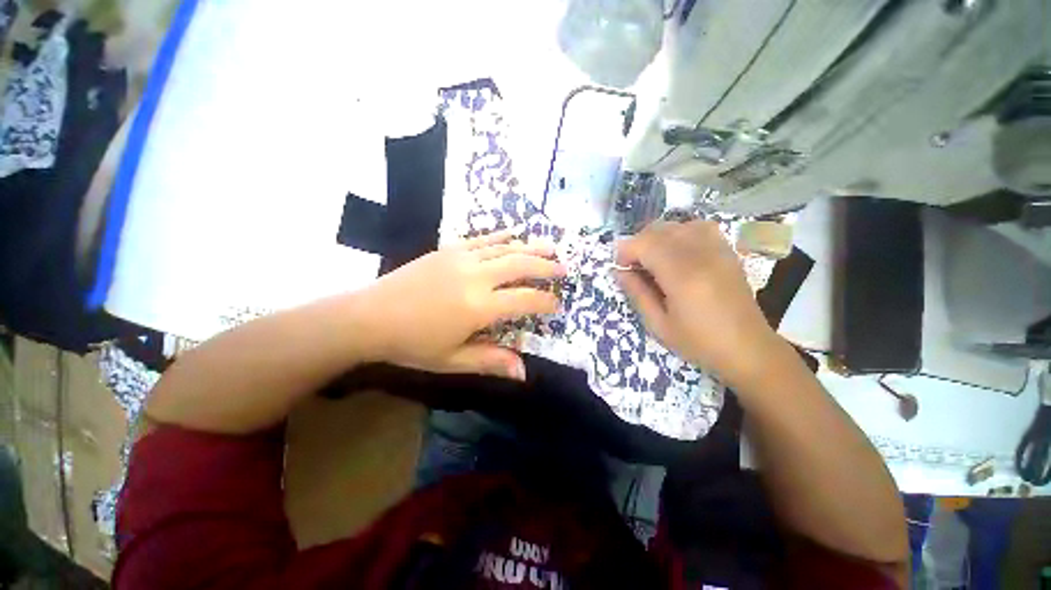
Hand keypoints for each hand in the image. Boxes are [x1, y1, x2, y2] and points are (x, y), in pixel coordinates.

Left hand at [357, 228, 564, 379]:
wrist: (369, 315)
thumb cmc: (412, 343)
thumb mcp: (452, 360)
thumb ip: (490, 361)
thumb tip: (523, 373)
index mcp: (478, 307)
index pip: (524, 300)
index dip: (545, 301)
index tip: (557, 304)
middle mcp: (476, 276)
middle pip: (521, 264)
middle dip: (546, 266)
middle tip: (564, 269)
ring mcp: (462, 258)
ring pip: (506, 247)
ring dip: (532, 247)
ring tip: (551, 247)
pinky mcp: (449, 249)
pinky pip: (484, 239)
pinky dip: (503, 236)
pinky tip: (516, 233)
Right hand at [615, 220, 780, 384]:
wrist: (748, 349)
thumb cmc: (699, 343)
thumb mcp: (658, 325)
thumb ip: (636, 293)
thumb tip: (618, 271)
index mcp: (682, 277)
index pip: (646, 244)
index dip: (626, 250)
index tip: (619, 266)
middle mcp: (701, 255)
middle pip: (660, 230)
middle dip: (638, 243)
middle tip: (633, 266)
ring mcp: (718, 250)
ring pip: (678, 225)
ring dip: (658, 237)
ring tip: (653, 258)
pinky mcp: (727, 251)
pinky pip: (699, 227)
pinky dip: (680, 233)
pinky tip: (677, 251)